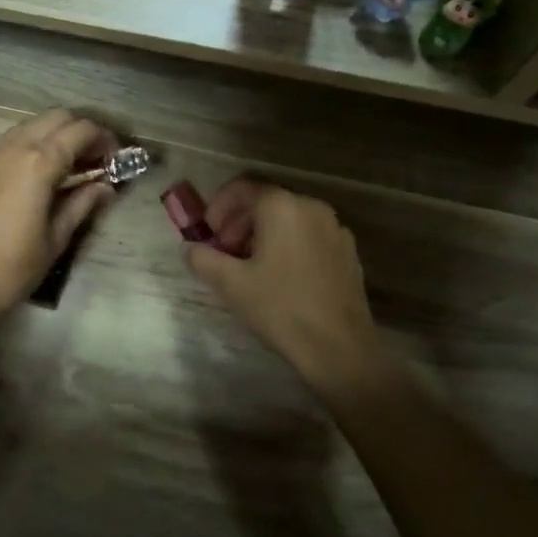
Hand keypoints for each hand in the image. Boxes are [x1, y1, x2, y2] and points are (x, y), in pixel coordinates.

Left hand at [0, 109, 118, 325]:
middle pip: (55, 118)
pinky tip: (30, 178)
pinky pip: (4, 144)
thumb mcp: (56, 239)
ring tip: (64, 168)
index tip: (115, 158)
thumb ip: (82, 203)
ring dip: (51, 137)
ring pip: (27, 127)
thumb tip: (105, 186)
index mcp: (39, 162)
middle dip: (79, 131)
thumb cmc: (12, 268)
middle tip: (93, 160)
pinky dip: (25, 149)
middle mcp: (11, 147)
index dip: (104, 139)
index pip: (81, 130)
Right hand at [182, 177, 380, 391]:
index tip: (208, 235)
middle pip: (266, 202)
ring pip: (288, 219)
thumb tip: (189, 248)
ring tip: (249, 269)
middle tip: (223, 254)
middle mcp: (312, 207)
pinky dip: (287, 245)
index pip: (242, 188)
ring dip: (262, 235)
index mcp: (282, 207)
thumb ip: (203, 258)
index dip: (217, 207)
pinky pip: (308, 236)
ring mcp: (335, 229)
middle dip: (238, 223)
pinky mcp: (347, 252)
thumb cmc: (280, 308)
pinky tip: (280, 279)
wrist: (339, 348)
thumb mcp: (230, 284)